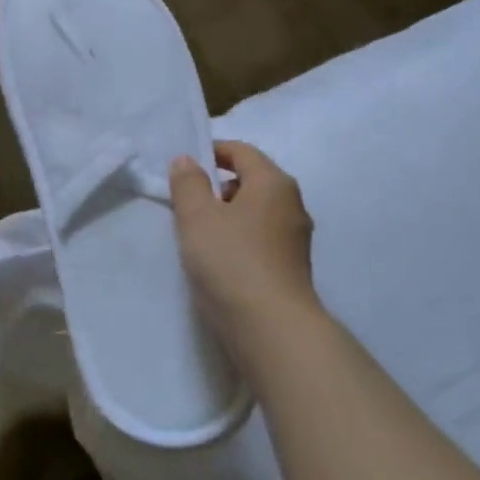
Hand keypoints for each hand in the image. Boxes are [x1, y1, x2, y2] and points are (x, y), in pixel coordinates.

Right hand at [170, 141, 319, 352]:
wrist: (271, 327)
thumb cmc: (231, 260)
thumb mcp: (197, 216)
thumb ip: (188, 183)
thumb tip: (187, 160)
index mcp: (274, 183)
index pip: (242, 151)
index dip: (212, 151)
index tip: (184, 166)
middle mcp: (292, 204)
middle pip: (251, 181)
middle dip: (218, 187)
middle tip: (187, 204)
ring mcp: (296, 238)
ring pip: (256, 212)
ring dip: (227, 216)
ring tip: (198, 235)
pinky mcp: (292, 267)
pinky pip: (260, 239)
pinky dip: (239, 239)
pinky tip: (218, 260)